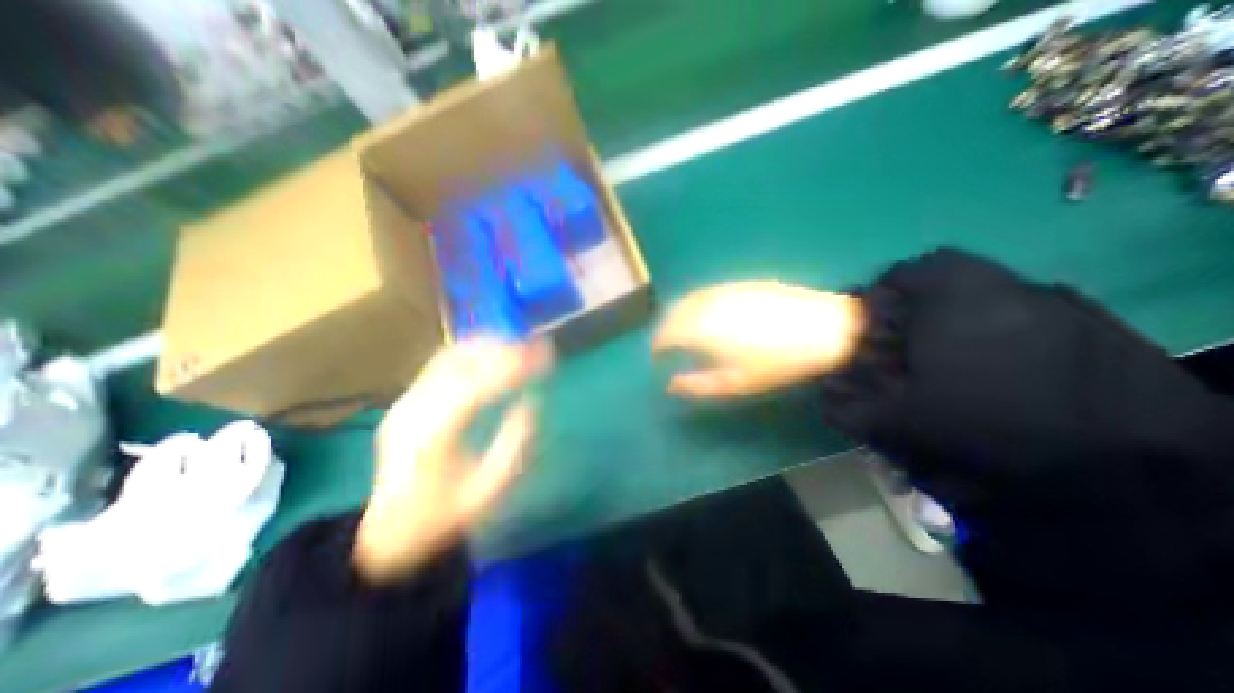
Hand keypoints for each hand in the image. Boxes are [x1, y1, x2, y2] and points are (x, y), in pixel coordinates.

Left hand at [353, 340, 550, 582]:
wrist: (388, 529)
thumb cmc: (442, 515)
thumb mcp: (486, 492)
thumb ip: (512, 448)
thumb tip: (531, 405)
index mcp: (430, 440)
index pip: (474, 389)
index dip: (510, 369)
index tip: (543, 357)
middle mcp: (412, 412)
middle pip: (459, 364)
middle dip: (502, 350)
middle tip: (536, 345)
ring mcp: (406, 402)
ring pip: (448, 357)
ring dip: (487, 345)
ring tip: (519, 342)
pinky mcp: (408, 399)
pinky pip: (441, 364)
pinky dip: (471, 351)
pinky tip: (492, 350)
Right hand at [649, 282, 860, 397]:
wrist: (823, 329)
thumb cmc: (775, 362)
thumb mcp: (734, 382)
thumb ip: (696, 385)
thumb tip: (669, 385)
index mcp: (699, 329)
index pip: (665, 334)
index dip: (657, 346)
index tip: (657, 357)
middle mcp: (704, 305)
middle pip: (672, 313)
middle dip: (665, 328)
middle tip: (668, 344)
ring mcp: (722, 291)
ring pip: (688, 299)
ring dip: (679, 313)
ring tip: (683, 329)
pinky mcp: (739, 284)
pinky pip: (706, 292)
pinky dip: (697, 303)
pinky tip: (708, 312)